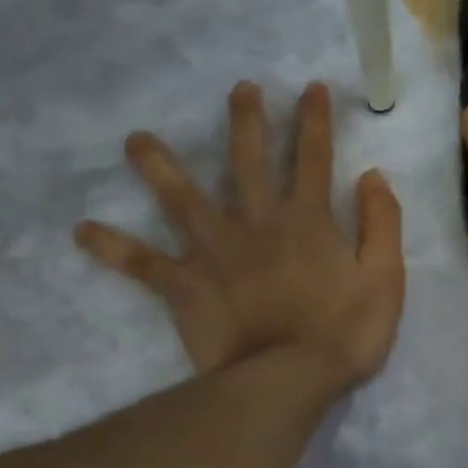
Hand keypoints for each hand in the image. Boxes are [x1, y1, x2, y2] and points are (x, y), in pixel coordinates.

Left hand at [76, 81, 405, 398]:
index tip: (309, 88)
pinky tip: (81, 230)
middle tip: (238, 88)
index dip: (314, 121)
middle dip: (246, 122)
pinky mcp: (185, 283)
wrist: (290, 379)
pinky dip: (112, 247)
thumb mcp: (385, 278)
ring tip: (135, 140)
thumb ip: (382, 223)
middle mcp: (257, 222)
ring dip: (159, 166)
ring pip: (182, 199)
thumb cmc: (344, 333)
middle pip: (248, 161)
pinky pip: (142, 263)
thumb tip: (371, 175)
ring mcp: (216, 250)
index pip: (313, 158)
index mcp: (307, 220)